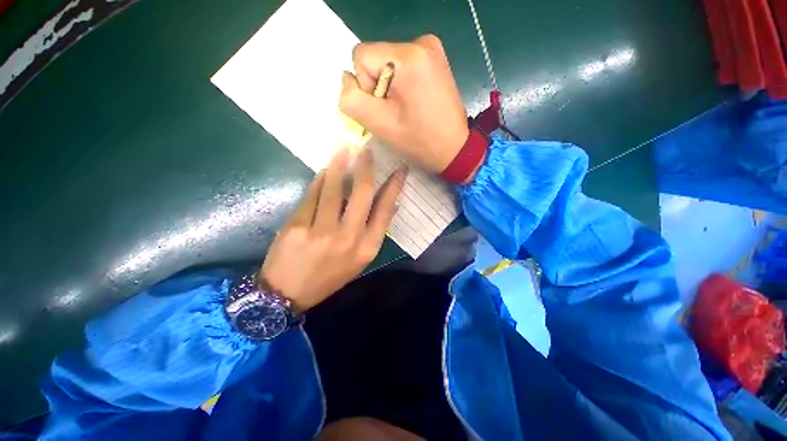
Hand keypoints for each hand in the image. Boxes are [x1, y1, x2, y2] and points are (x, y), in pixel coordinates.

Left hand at [260, 148, 406, 311]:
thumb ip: (374, 231)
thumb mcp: (359, 259)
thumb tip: (391, 205)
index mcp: (367, 248)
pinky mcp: (297, 227)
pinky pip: (312, 196)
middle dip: (366, 168)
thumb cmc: (329, 275)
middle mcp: (349, 238)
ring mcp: (322, 232)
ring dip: (340, 166)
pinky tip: (324, 171)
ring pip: (334, 190)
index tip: (400, 169)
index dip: (394, 187)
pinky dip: (319, 180)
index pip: (385, 210)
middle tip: (366, 150)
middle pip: (362, 195)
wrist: (288, 294)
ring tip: (344, 150)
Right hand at [339, 35, 468, 174]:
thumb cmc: (419, 141)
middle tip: (397, 111)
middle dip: (378, 87)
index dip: (366, 88)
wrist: (454, 148)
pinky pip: (402, 65)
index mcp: (408, 57)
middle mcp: (421, 42)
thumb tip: (347, 79)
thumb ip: (352, 99)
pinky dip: (401, 83)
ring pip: (387, 62)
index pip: (361, 57)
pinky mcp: (435, 57)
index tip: (386, 109)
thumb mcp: (380, 124)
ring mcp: (431, 47)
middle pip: (375, 58)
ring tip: (407, 107)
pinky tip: (414, 100)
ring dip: (389, 86)